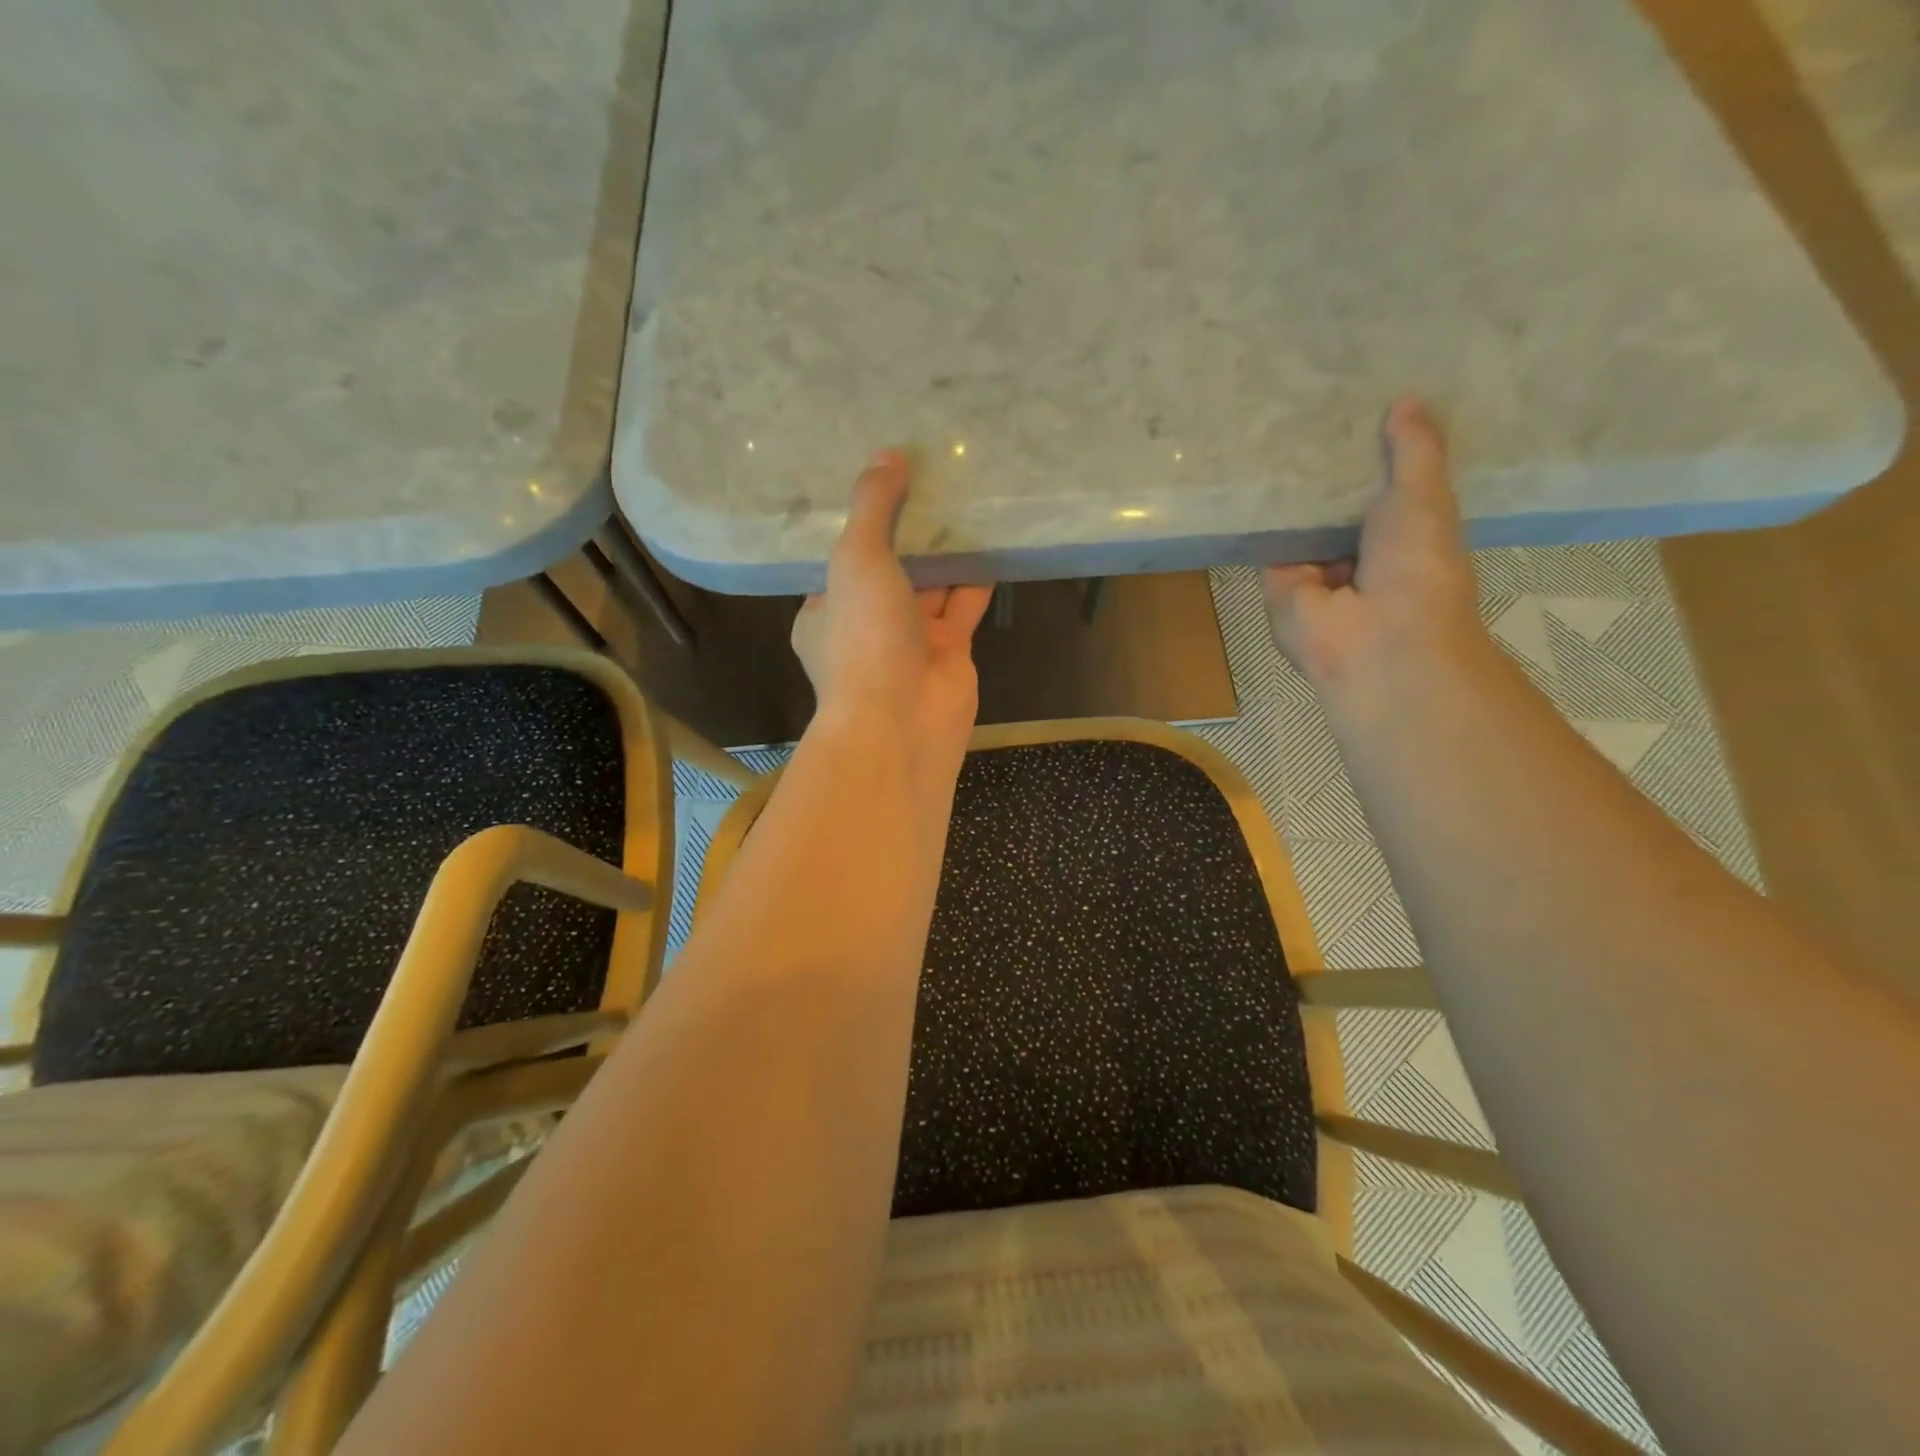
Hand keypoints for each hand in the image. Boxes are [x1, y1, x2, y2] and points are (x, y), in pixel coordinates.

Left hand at [792, 449, 992, 764]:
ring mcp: (908, 641)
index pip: (840, 558)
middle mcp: (865, 625)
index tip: (881, 479)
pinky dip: (976, 576)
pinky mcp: (949, 652)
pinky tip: (993, 538)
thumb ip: (872, 507)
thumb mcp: (856, 559)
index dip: (861, 520)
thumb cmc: (863, 638)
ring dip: (946, 549)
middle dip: (909, 530)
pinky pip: (963, 605)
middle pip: (890, 568)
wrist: (902, 722)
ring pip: (930, 585)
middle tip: (931, 475)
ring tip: (965, 496)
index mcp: (825, 610)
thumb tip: (887, 453)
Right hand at [1261, 398, 1484, 700]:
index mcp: (1403, 538)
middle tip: (1305, 413)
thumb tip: (1408, 399)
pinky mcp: (1279, 586)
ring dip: (1291, 493)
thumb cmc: (1417, 565)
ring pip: (1300, 526)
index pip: (1384, 490)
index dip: (1372, 456)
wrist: (1374, 637)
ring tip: (1271, 433)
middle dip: (1324, 473)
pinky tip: (1248, 475)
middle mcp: (1359, 556)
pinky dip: (1262, 518)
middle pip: (1336, 508)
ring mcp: (1317, 575)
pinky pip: (1269, 546)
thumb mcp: (1425, 496)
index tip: (1356, 411)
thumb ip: (1414, 451)